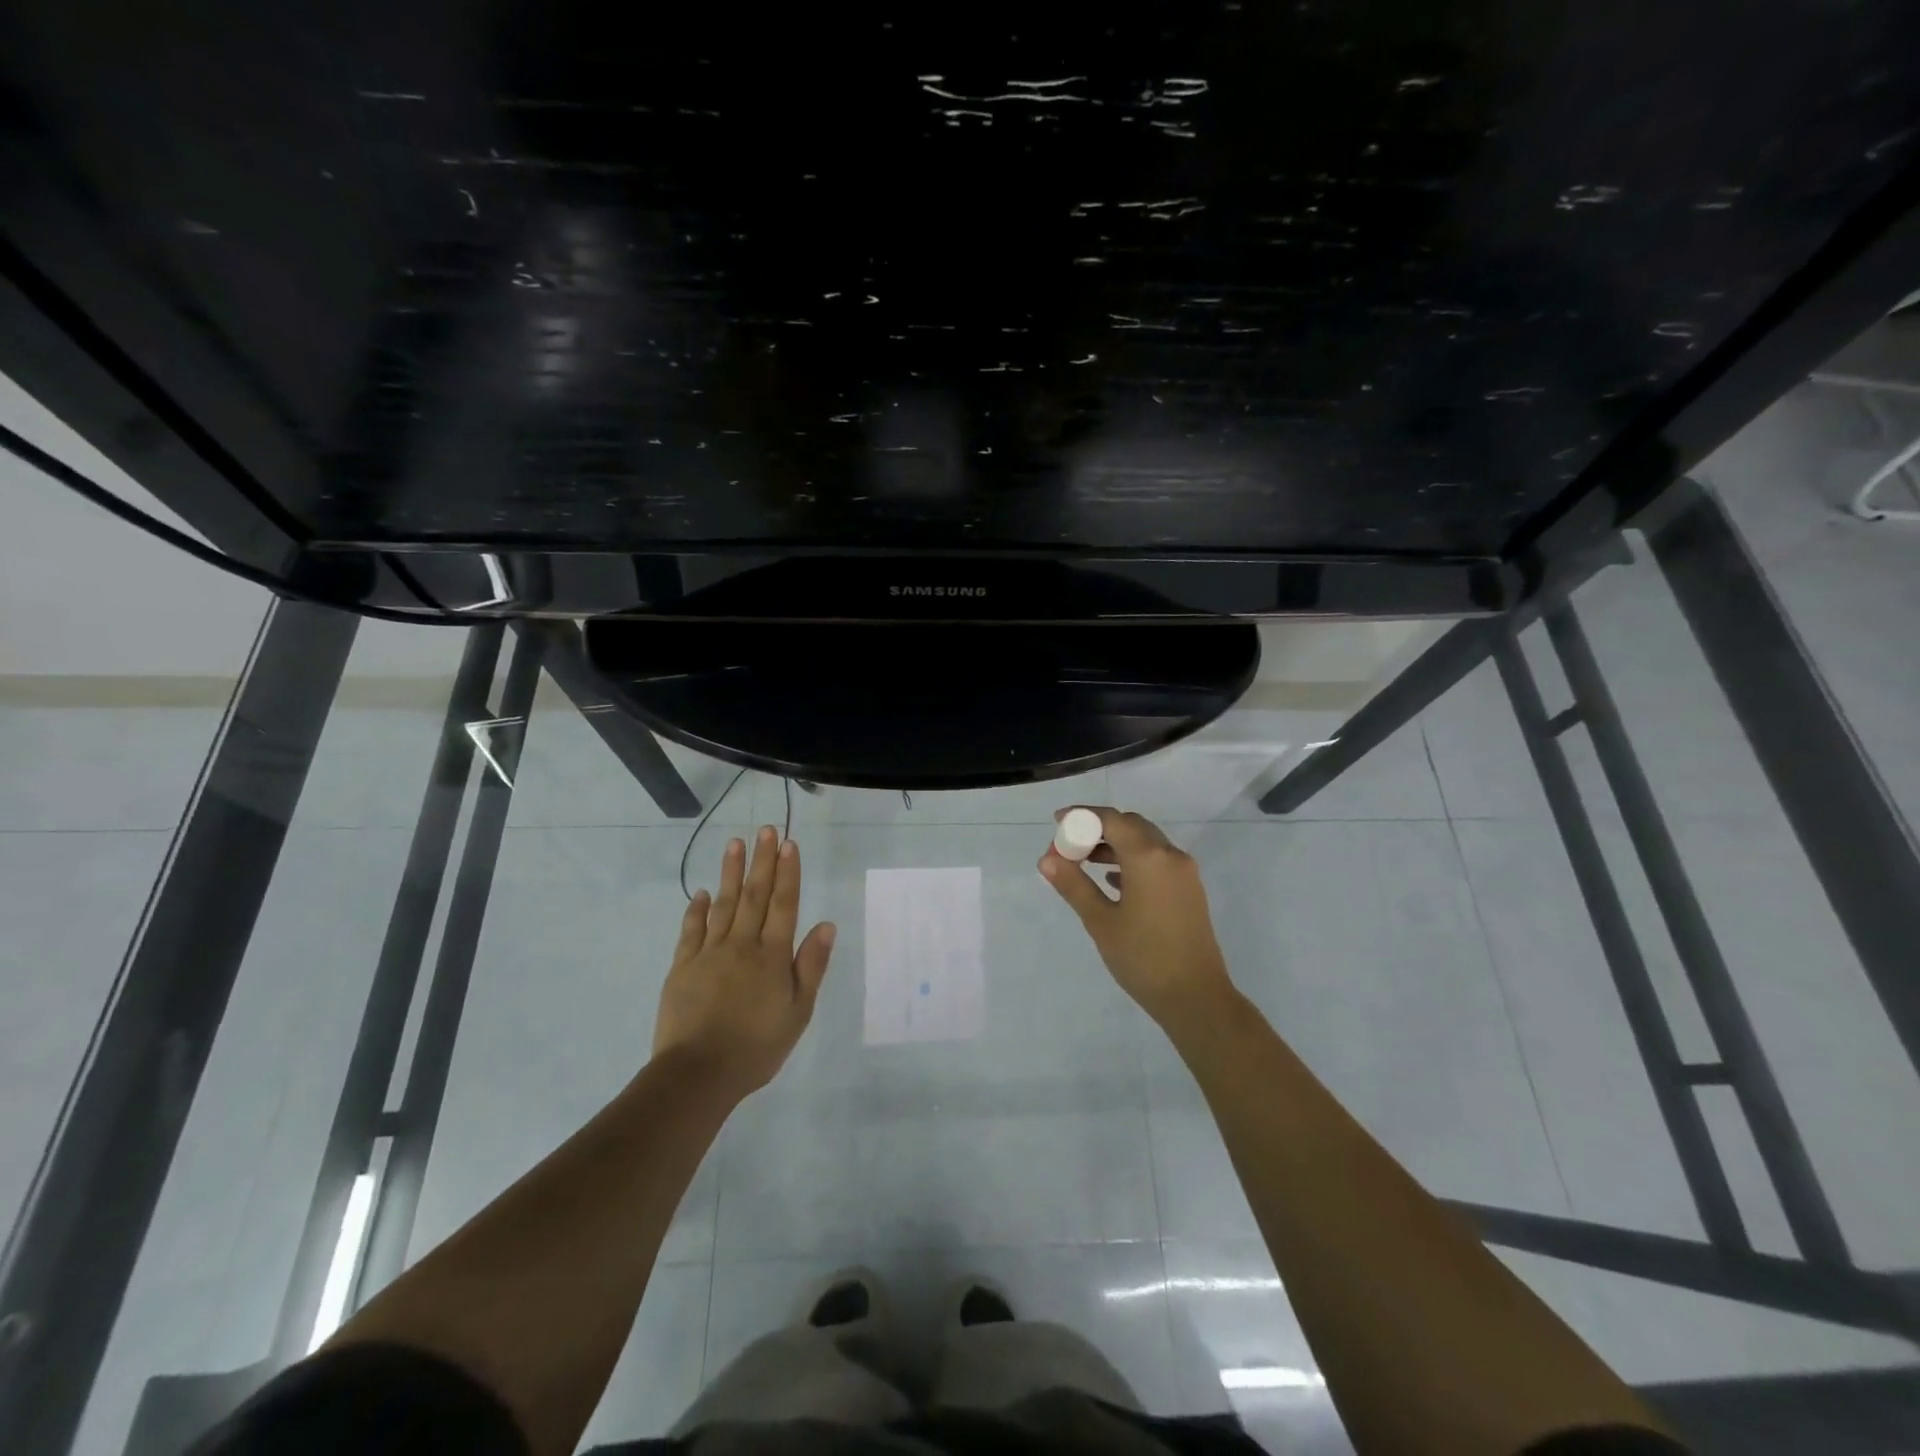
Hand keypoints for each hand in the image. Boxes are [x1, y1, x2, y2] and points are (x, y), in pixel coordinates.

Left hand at [653, 826, 835, 1096]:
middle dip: (762, 861)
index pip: (784, 904)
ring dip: (730, 872)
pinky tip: (700, 892)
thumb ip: (811, 966)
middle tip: (765, 829)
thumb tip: (826, 924)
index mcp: (773, 956)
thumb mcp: (798, 1012)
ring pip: (722, 904)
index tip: (788, 843)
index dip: (788, 872)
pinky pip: (691, 930)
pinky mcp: (682, 967)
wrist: (698, 1074)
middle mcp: (742, 945)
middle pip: (754, 895)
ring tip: (735, 843)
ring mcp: (709, 953)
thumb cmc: (757, 1047)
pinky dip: (696, 909)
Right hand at [1040, 807, 1233, 1026]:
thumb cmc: (1143, 958)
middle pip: (1130, 825)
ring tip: (1083, 862)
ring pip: (1145, 842)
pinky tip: (1112, 881)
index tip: (1057, 822)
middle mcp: (1170, 855)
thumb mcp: (1100, 921)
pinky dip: (1132, 860)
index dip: (1082, 816)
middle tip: (1069, 846)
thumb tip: (1047, 859)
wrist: (1195, 997)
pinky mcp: (1188, 890)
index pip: (1111, 819)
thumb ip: (1073, 885)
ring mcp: (1184, 873)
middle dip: (1097, 829)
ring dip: (1114, 845)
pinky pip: (1157, 860)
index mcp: (1148, 857)